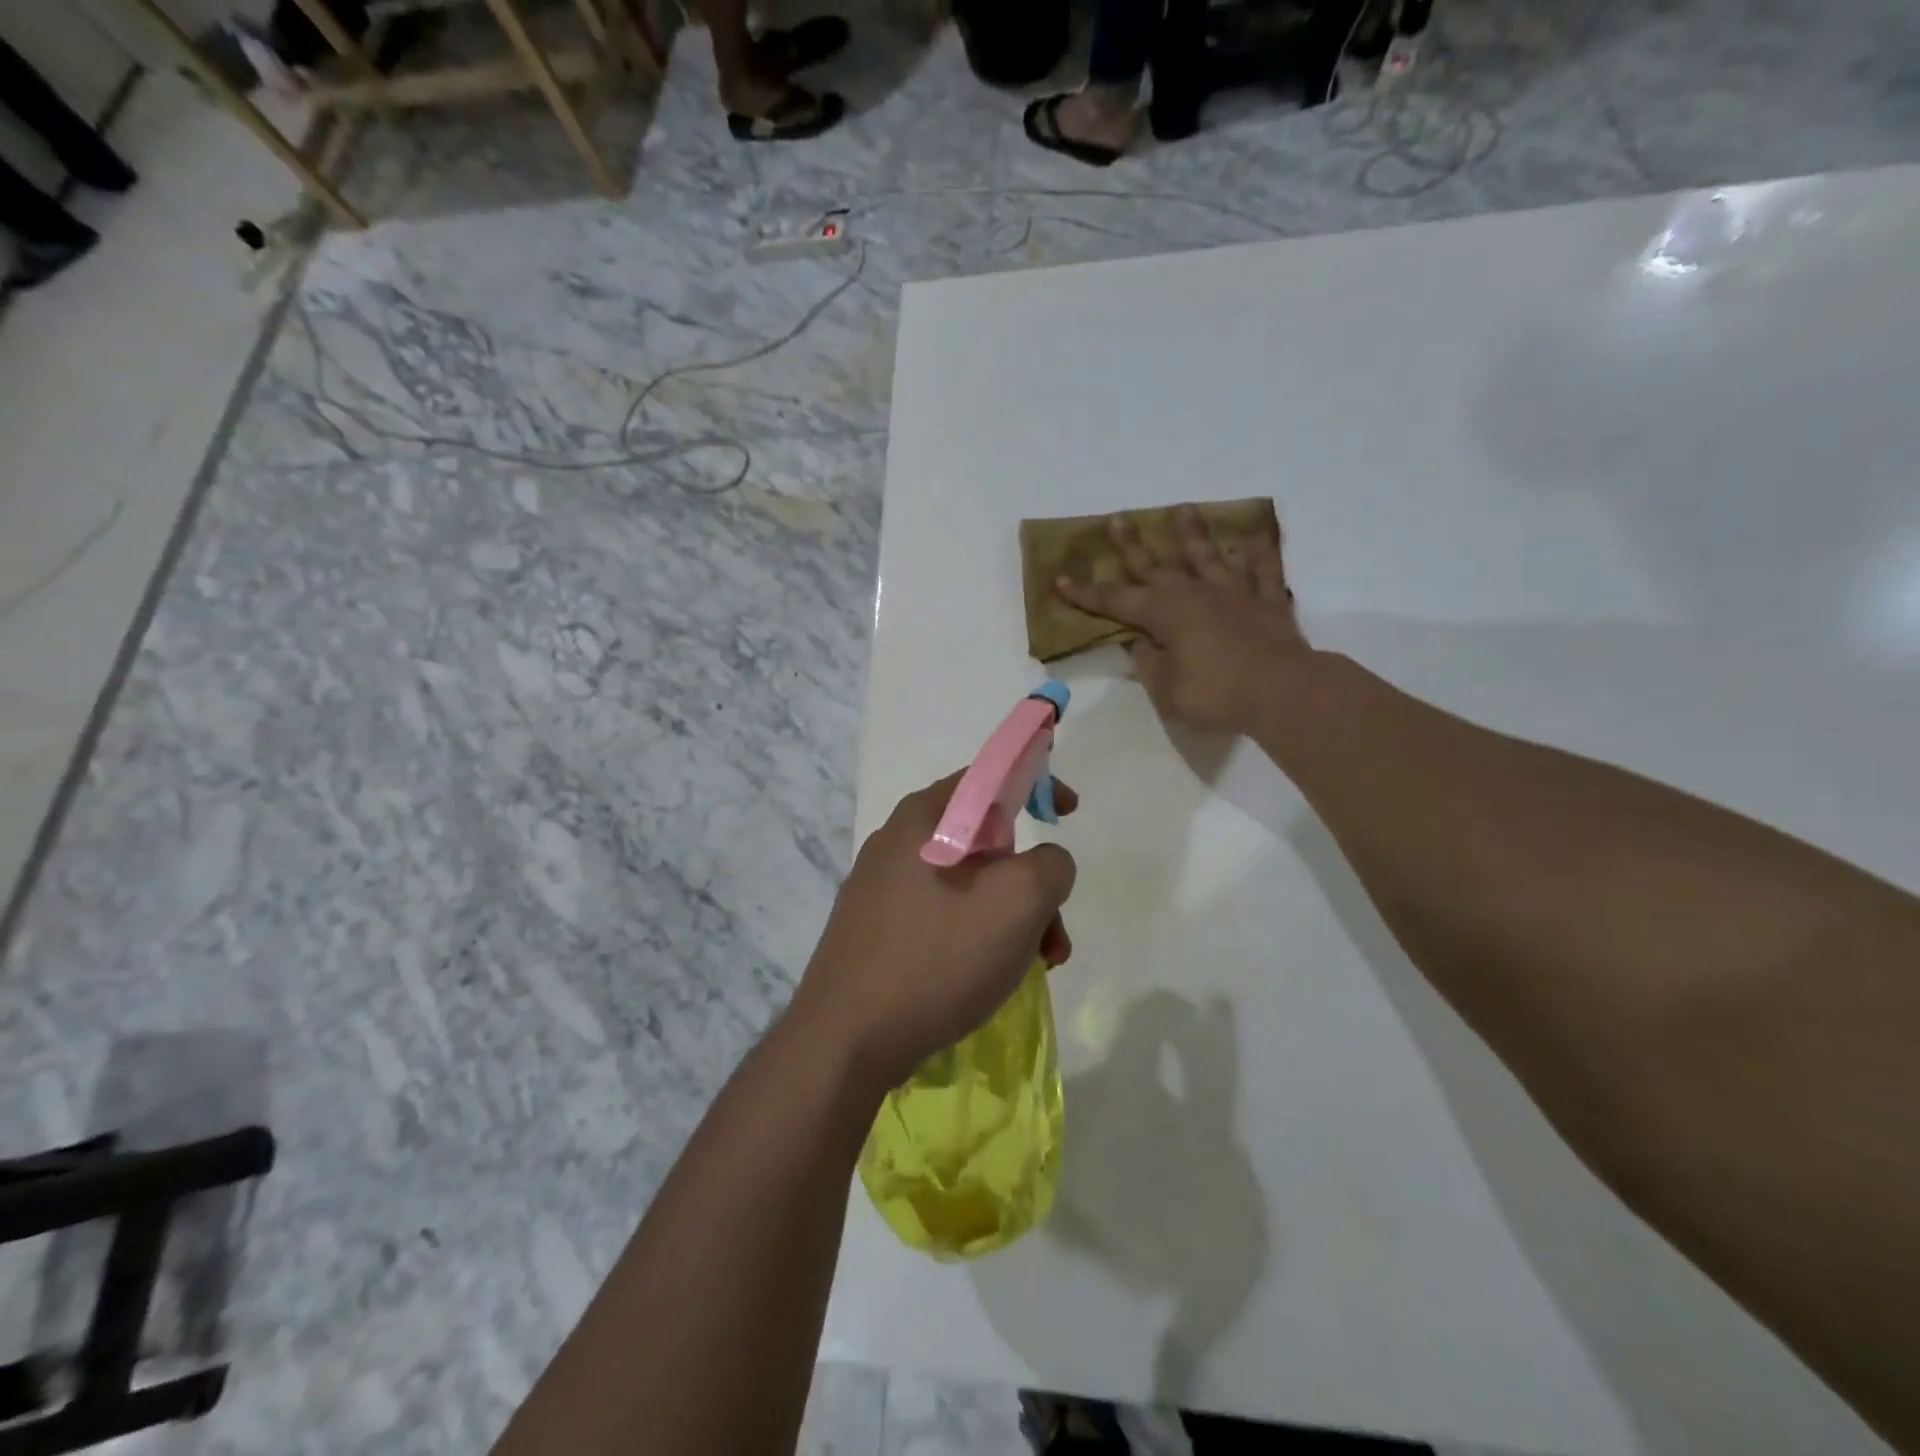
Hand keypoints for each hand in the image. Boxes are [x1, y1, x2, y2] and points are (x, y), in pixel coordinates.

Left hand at [791, 773, 1077, 1093]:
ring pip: (967, 885)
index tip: (1068, 814)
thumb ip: (1050, 864)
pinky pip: (942, 915)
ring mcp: (881, 888)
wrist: (844, 1042)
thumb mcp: (1017, 902)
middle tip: (1053, 933)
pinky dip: (977, 936)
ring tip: (1034, 967)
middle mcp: (897, 841)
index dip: (1036, 783)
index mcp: (924, 817)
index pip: (989, 775)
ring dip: (1011, 918)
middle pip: (985, 840)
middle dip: (1031, 881)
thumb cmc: (935, 959)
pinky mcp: (874, 929)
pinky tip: (987, 979)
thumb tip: (1045, 865)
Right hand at [1056, 506, 1312, 735]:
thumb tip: (1143, 644)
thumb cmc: (1216, 694)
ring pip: (1208, 557)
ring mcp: (1234, 595)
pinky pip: (1264, 573)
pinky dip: (1260, 555)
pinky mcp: (1268, 603)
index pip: (1115, 601)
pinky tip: (1256, 539)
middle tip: (1117, 519)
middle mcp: (1195, 594)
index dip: (1086, 592)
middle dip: (1132, 545)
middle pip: (1156, 566)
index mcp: (1165, 614)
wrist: (1283, 692)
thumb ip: (1149, 664)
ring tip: (1183, 509)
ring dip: (1192, 534)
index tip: (1060, 578)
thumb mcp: (1166, 690)